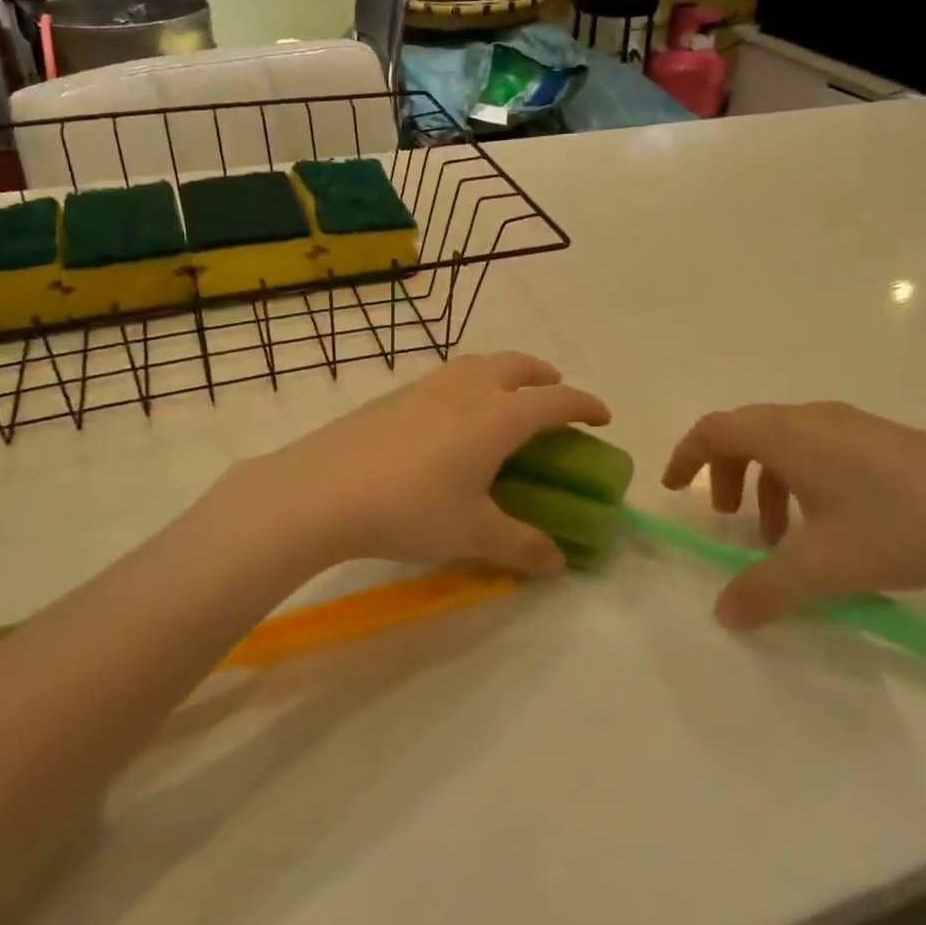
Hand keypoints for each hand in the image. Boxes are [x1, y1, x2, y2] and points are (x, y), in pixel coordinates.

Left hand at [221, 353, 610, 575]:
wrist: (322, 490)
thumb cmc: (410, 509)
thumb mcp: (473, 535)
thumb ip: (521, 546)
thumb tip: (557, 561)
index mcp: (498, 417)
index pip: (556, 399)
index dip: (585, 404)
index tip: (603, 416)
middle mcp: (468, 389)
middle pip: (519, 365)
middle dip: (545, 376)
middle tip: (554, 394)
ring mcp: (428, 387)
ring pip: (480, 363)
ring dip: (505, 372)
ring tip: (505, 399)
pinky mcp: (395, 395)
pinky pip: (448, 377)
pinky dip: (469, 383)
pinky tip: (451, 417)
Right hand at [662, 403, 925, 629]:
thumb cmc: (900, 525)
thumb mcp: (825, 566)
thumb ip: (766, 590)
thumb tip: (723, 614)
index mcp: (786, 434)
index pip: (714, 430)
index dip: (686, 456)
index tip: (674, 490)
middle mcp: (811, 419)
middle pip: (745, 433)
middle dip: (725, 474)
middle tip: (728, 519)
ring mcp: (850, 425)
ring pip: (784, 444)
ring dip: (765, 482)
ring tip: (780, 535)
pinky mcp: (881, 440)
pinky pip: (816, 450)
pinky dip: (800, 481)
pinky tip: (830, 526)